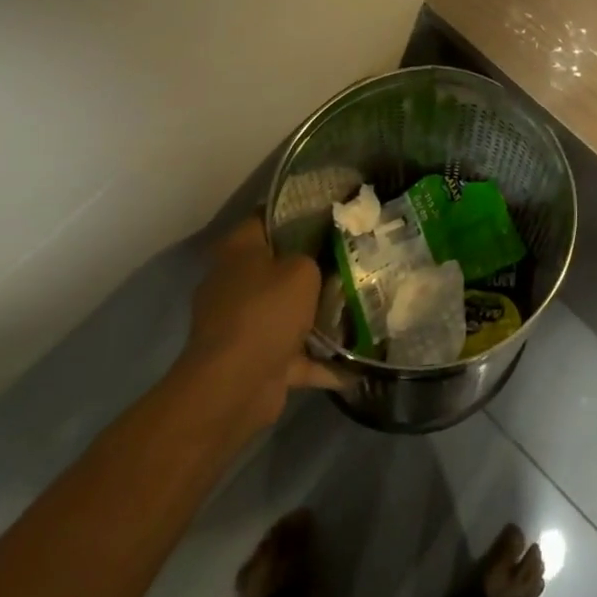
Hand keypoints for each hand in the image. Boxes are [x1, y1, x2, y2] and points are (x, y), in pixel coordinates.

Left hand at [176, 221, 343, 432]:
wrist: (234, 386)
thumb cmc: (266, 312)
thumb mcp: (302, 270)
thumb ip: (313, 257)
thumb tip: (318, 258)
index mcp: (238, 252)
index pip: (266, 218)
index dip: (296, 211)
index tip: (330, 210)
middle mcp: (235, 284)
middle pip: (279, 265)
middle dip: (313, 263)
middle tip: (352, 253)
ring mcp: (243, 325)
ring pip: (288, 310)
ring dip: (318, 313)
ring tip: (361, 300)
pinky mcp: (256, 360)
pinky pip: (296, 354)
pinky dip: (322, 358)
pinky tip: (357, 356)